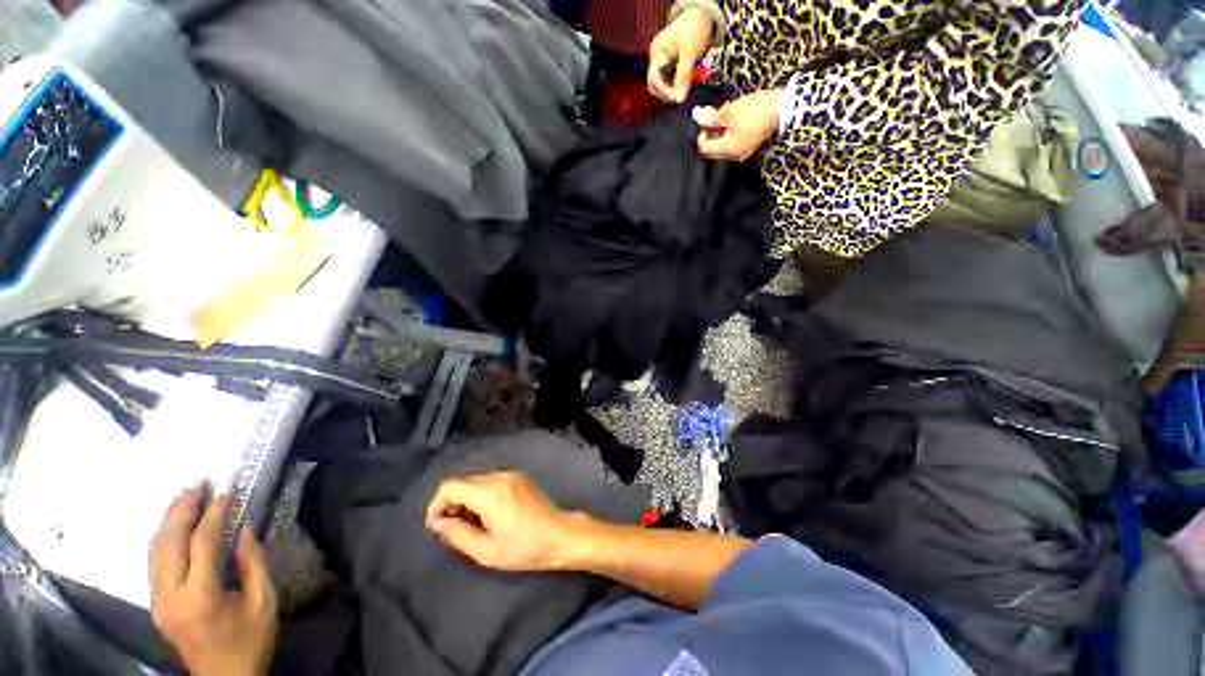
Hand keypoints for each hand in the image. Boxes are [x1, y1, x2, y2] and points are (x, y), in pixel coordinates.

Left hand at [150, 488, 276, 675]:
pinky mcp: (156, 604)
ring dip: (168, 521)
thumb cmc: (250, 641)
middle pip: (168, 543)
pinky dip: (164, 539)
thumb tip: (245, 528)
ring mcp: (158, 601)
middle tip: (198, 486)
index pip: (202, 544)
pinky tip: (175, 527)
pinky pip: (154, 563)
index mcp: (201, 596)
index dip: (214, 515)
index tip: (227, 493)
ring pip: (154, 551)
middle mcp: (171, 596)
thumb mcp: (263, 602)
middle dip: (181, 511)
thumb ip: (253, 564)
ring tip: (185, 499)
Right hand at [425, 471, 585, 571]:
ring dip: (465, 500)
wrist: (559, 535)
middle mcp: (499, 476)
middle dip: (450, 504)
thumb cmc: (524, 547)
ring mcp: (510, 474)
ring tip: (469, 526)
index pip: (450, 486)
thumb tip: (439, 523)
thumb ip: (458, 535)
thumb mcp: (487, 551)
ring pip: (475, 481)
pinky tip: (485, 516)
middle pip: (462, 482)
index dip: (436, 505)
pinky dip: (479, 495)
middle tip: (451, 530)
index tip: (437, 528)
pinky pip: (489, 481)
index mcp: (491, 492)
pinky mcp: (518, 477)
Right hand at [648, 8, 713, 102]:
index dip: (664, 91)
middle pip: (654, 85)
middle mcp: (656, 58)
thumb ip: (683, 76)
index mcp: (657, 53)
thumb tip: (679, 99)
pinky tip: (684, 84)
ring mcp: (661, 60)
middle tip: (680, 97)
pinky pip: (668, 80)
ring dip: (670, 90)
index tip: (677, 98)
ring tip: (683, 90)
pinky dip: (675, 85)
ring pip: (661, 85)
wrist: (702, 13)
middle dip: (666, 93)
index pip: (654, 80)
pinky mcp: (668, 63)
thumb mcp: (689, 53)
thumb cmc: (694, 27)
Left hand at [694, 90, 779, 160]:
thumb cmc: (756, 110)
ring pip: (722, 148)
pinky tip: (733, 121)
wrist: (783, 108)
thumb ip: (711, 117)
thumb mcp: (730, 111)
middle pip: (712, 151)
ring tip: (724, 117)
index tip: (704, 121)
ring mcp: (743, 153)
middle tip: (712, 119)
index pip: (705, 149)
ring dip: (719, 134)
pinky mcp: (749, 146)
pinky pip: (732, 145)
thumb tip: (696, 116)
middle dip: (709, 136)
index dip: (701, 135)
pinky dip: (728, 135)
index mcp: (727, 150)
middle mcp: (733, 156)